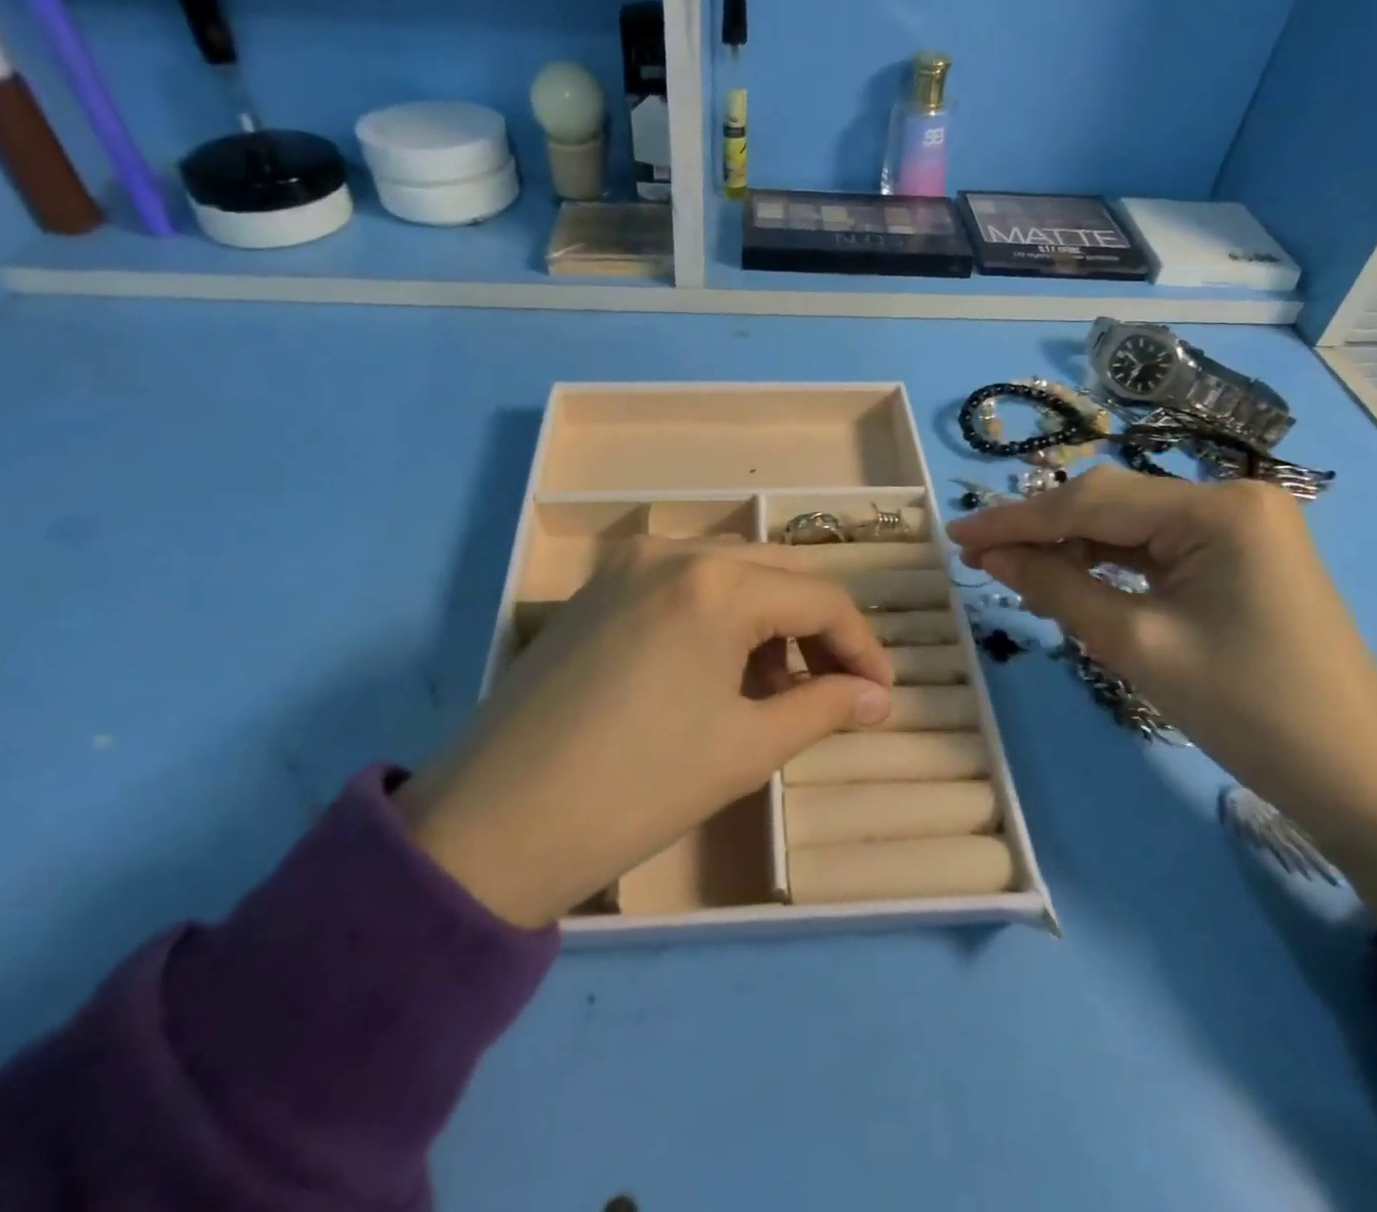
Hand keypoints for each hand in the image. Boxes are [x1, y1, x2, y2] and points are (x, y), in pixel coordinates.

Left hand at [395, 542, 894, 928]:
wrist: (495, 824)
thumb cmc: (637, 787)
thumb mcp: (745, 748)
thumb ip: (823, 708)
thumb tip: (877, 698)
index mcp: (717, 583)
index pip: (820, 599)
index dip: (861, 647)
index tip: (880, 696)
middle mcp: (674, 551)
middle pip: (776, 573)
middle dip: (816, 628)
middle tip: (834, 688)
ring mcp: (627, 565)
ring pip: (728, 572)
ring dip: (767, 618)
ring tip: (772, 688)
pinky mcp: (596, 589)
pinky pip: (681, 583)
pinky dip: (717, 615)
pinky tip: (714, 669)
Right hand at [947, 467, 1376, 938]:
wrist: (1359, 779)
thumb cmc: (1248, 712)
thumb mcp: (1135, 645)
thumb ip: (1055, 587)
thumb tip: (991, 554)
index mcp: (1217, 509)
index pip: (1091, 502)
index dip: (1016, 520)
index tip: (956, 535)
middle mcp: (1231, 497)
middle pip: (1109, 504)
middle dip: (1041, 531)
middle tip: (978, 556)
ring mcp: (1240, 523)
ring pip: (1128, 523)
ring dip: (1070, 546)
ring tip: (1015, 571)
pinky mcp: (1239, 552)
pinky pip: (1154, 545)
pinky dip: (1107, 561)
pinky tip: (1072, 578)